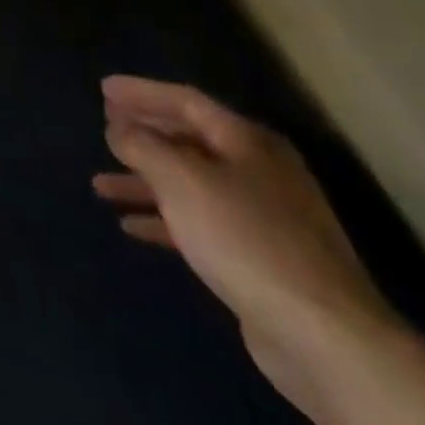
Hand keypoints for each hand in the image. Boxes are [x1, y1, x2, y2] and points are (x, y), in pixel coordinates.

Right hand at [92, 76, 397, 413]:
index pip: (186, 101)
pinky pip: (199, 223)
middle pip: (190, 139)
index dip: (142, 92)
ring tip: (101, 184)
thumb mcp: (180, 179)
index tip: (103, 88)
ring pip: (190, 184)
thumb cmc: (245, 238)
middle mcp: (259, 171)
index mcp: (248, 143)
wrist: (323, 336)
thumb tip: (118, 128)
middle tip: (104, 126)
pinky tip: (131, 226)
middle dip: (144, 132)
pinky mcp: (258, 258)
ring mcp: (263, 217)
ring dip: (144, 180)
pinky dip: (163, 219)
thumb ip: (142, 145)